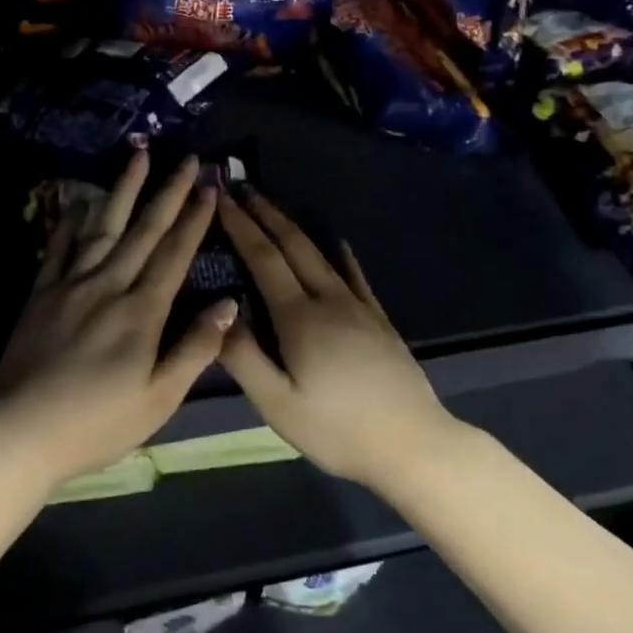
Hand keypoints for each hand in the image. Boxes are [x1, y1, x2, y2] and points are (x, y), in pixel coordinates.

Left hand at [0, 150, 235, 486]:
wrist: (22, 431)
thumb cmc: (98, 423)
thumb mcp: (160, 399)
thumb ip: (196, 349)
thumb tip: (228, 304)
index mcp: (141, 312)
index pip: (174, 254)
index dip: (194, 219)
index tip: (209, 186)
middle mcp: (107, 286)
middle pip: (142, 230)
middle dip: (167, 192)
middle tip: (184, 158)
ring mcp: (70, 285)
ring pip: (101, 227)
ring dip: (123, 190)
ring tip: (137, 157)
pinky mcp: (40, 293)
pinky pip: (59, 247)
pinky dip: (72, 220)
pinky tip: (81, 200)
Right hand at [216, 189, 468, 484]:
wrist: (413, 445)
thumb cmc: (337, 430)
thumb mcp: (277, 405)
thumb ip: (243, 358)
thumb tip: (218, 312)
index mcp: (299, 318)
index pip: (263, 258)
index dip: (241, 225)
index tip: (221, 197)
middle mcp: (329, 300)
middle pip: (293, 245)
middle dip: (265, 213)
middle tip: (242, 186)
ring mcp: (359, 307)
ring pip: (322, 254)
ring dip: (294, 226)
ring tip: (273, 208)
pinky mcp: (379, 320)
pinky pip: (355, 275)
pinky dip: (340, 254)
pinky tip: (339, 244)